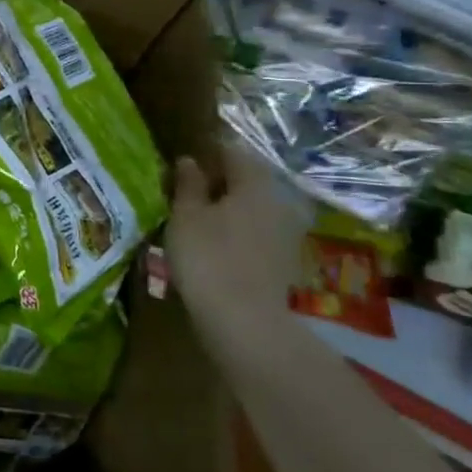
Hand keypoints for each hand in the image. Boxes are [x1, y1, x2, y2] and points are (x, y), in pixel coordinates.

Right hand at [165, 143, 305, 316]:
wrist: (244, 320)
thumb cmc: (207, 256)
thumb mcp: (185, 215)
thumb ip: (188, 185)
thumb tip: (189, 161)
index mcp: (255, 184)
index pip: (233, 152)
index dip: (207, 152)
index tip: (184, 160)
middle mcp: (279, 202)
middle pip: (247, 180)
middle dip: (219, 181)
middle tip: (186, 189)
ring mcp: (287, 233)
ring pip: (253, 207)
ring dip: (228, 208)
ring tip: (196, 217)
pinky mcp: (285, 259)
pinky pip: (257, 231)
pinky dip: (237, 230)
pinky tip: (214, 242)